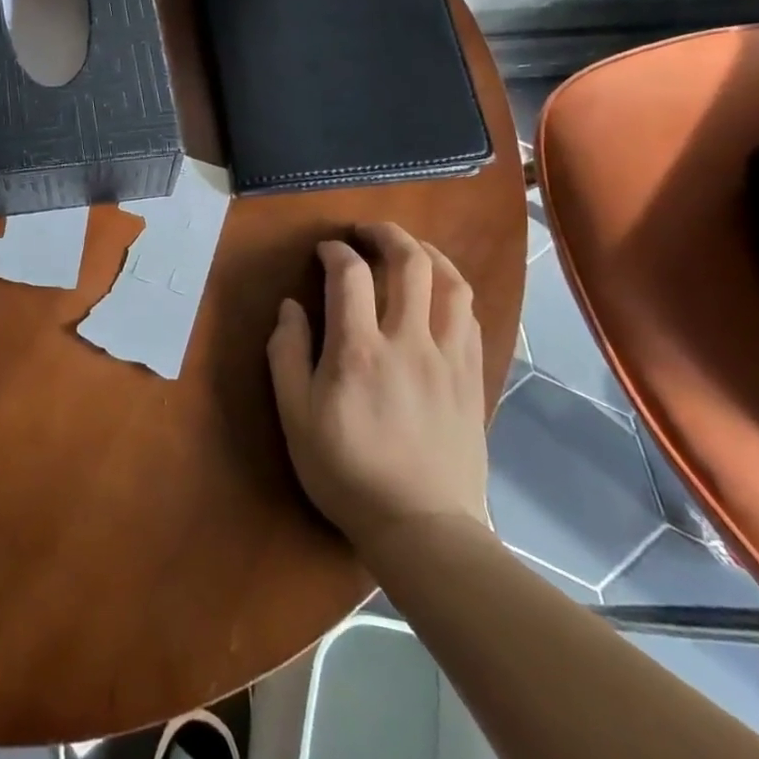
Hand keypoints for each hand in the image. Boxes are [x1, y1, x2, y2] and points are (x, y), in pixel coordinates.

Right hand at [267, 223, 488, 554]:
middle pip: (410, 263)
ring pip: (451, 283)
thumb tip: (291, 307)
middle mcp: (408, 341)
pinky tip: (439, 295)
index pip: (351, 274)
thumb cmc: (346, 472)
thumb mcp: (295, 417)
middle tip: (367, 232)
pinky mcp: (472, 377)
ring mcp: (448, 358)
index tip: (325, 251)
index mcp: (358, 349)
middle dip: (387, 234)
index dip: (336, 251)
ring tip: (409, 250)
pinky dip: (452, 291)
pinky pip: (470, 317)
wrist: (422, 527)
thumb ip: (287, 354)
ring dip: (428, 254)